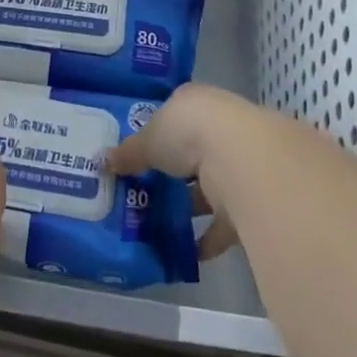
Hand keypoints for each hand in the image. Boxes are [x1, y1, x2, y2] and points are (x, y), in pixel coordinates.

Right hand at [107, 83, 263, 259]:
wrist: (243, 159)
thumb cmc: (188, 133)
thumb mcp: (148, 140)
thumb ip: (128, 153)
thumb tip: (103, 162)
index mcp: (197, 103)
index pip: (175, 116)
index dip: (156, 136)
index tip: (139, 156)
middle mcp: (222, 127)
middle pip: (193, 152)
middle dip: (173, 173)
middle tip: (145, 193)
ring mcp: (240, 162)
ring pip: (210, 186)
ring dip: (191, 205)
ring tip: (161, 226)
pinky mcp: (253, 198)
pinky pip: (226, 221)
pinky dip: (209, 238)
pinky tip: (189, 253)